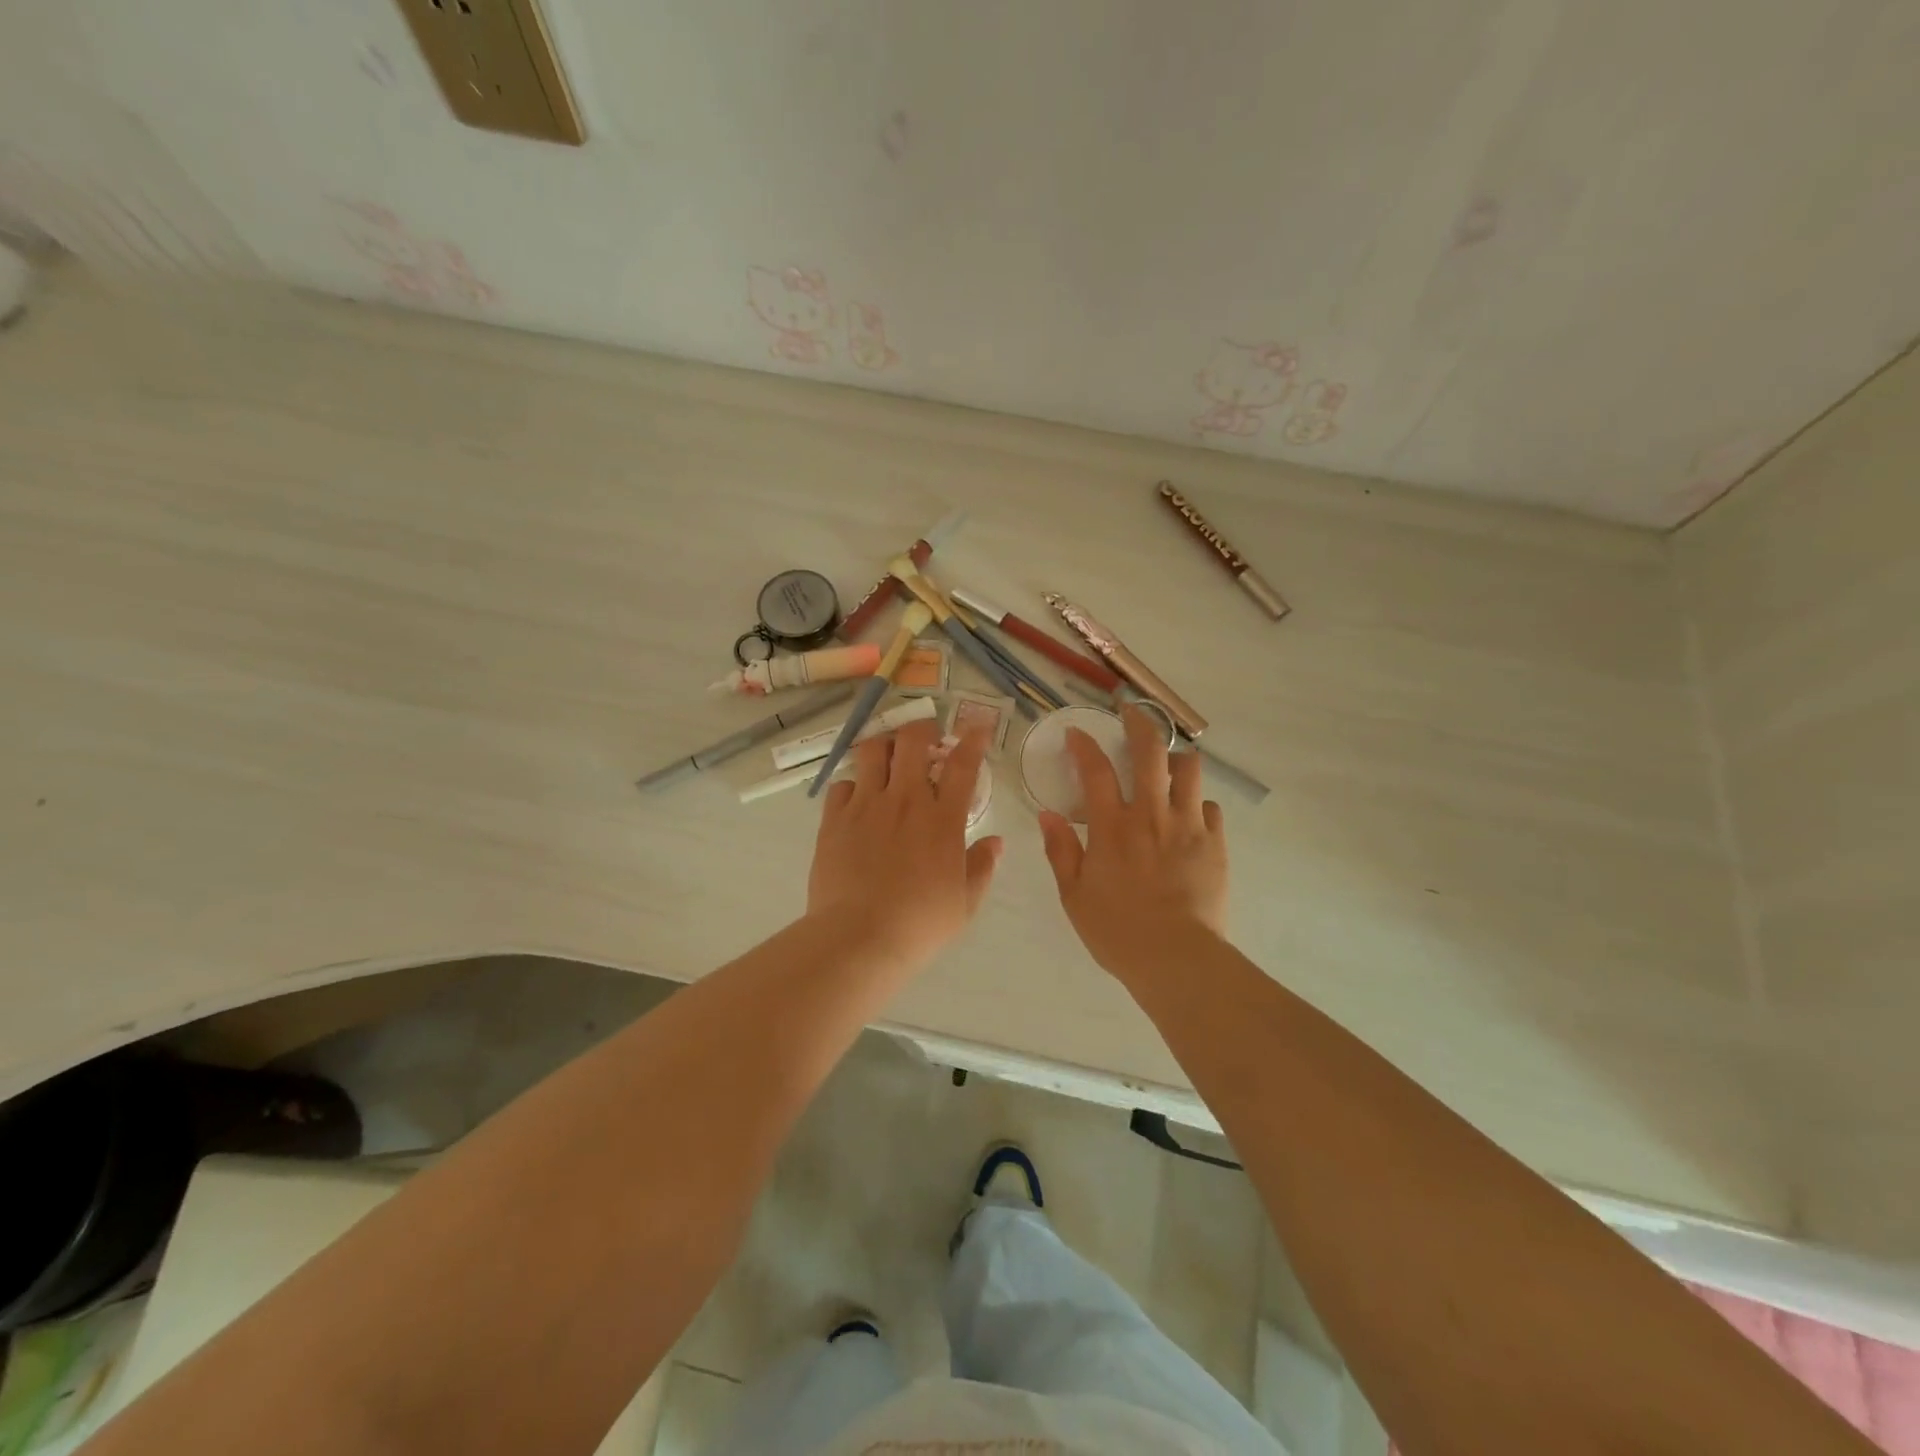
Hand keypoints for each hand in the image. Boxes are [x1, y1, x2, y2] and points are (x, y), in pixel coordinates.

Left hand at [807, 718, 1003, 972]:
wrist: (859, 937)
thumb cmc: (920, 924)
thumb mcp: (964, 903)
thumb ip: (982, 867)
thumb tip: (995, 842)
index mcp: (942, 819)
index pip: (962, 765)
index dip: (973, 740)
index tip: (977, 728)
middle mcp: (905, 800)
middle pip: (913, 741)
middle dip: (923, 729)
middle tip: (927, 738)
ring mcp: (866, 805)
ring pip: (872, 750)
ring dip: (885, 746)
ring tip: (888, 756)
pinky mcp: (835, 819)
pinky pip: (842, 784)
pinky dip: (853, 784)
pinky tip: (857, 797)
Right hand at [1038, 705, 1227, 980]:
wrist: (1177, 959)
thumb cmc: (1117, 930)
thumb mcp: (1074, 895)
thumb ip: (1061, 850)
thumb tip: (1047, 814)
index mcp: (1112, 827)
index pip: (1095, 770)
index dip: (1083, 745)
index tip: (1076, 732)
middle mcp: (1151, 815)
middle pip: (1149, 752)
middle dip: (1138, 724)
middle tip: (1130, 714)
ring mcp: (1188, 826)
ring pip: (1189, 770)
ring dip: (1175, 759)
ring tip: (1167, 765)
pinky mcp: (1215, 843)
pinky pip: (1210, 807)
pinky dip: (1197, 804)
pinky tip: (1189, 816)